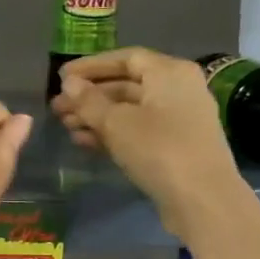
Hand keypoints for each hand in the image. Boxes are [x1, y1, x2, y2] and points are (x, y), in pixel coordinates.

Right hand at [50, 47, 237, 221]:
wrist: (202, 201)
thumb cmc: (159, 149)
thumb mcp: (116, 123)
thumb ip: (88, 100)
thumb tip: (69, 82)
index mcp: (170, 73)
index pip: (125, 58)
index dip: (91, 66)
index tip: (62, 77)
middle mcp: (178, 89)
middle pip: (126, 84)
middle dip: (89, 95)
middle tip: (57, 107)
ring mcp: (178, 119)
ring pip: (130, 109)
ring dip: (96, 116)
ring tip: (65, 126)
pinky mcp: (175, 145)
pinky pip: (138, 130)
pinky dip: (112, 133)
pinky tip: (83, 142)